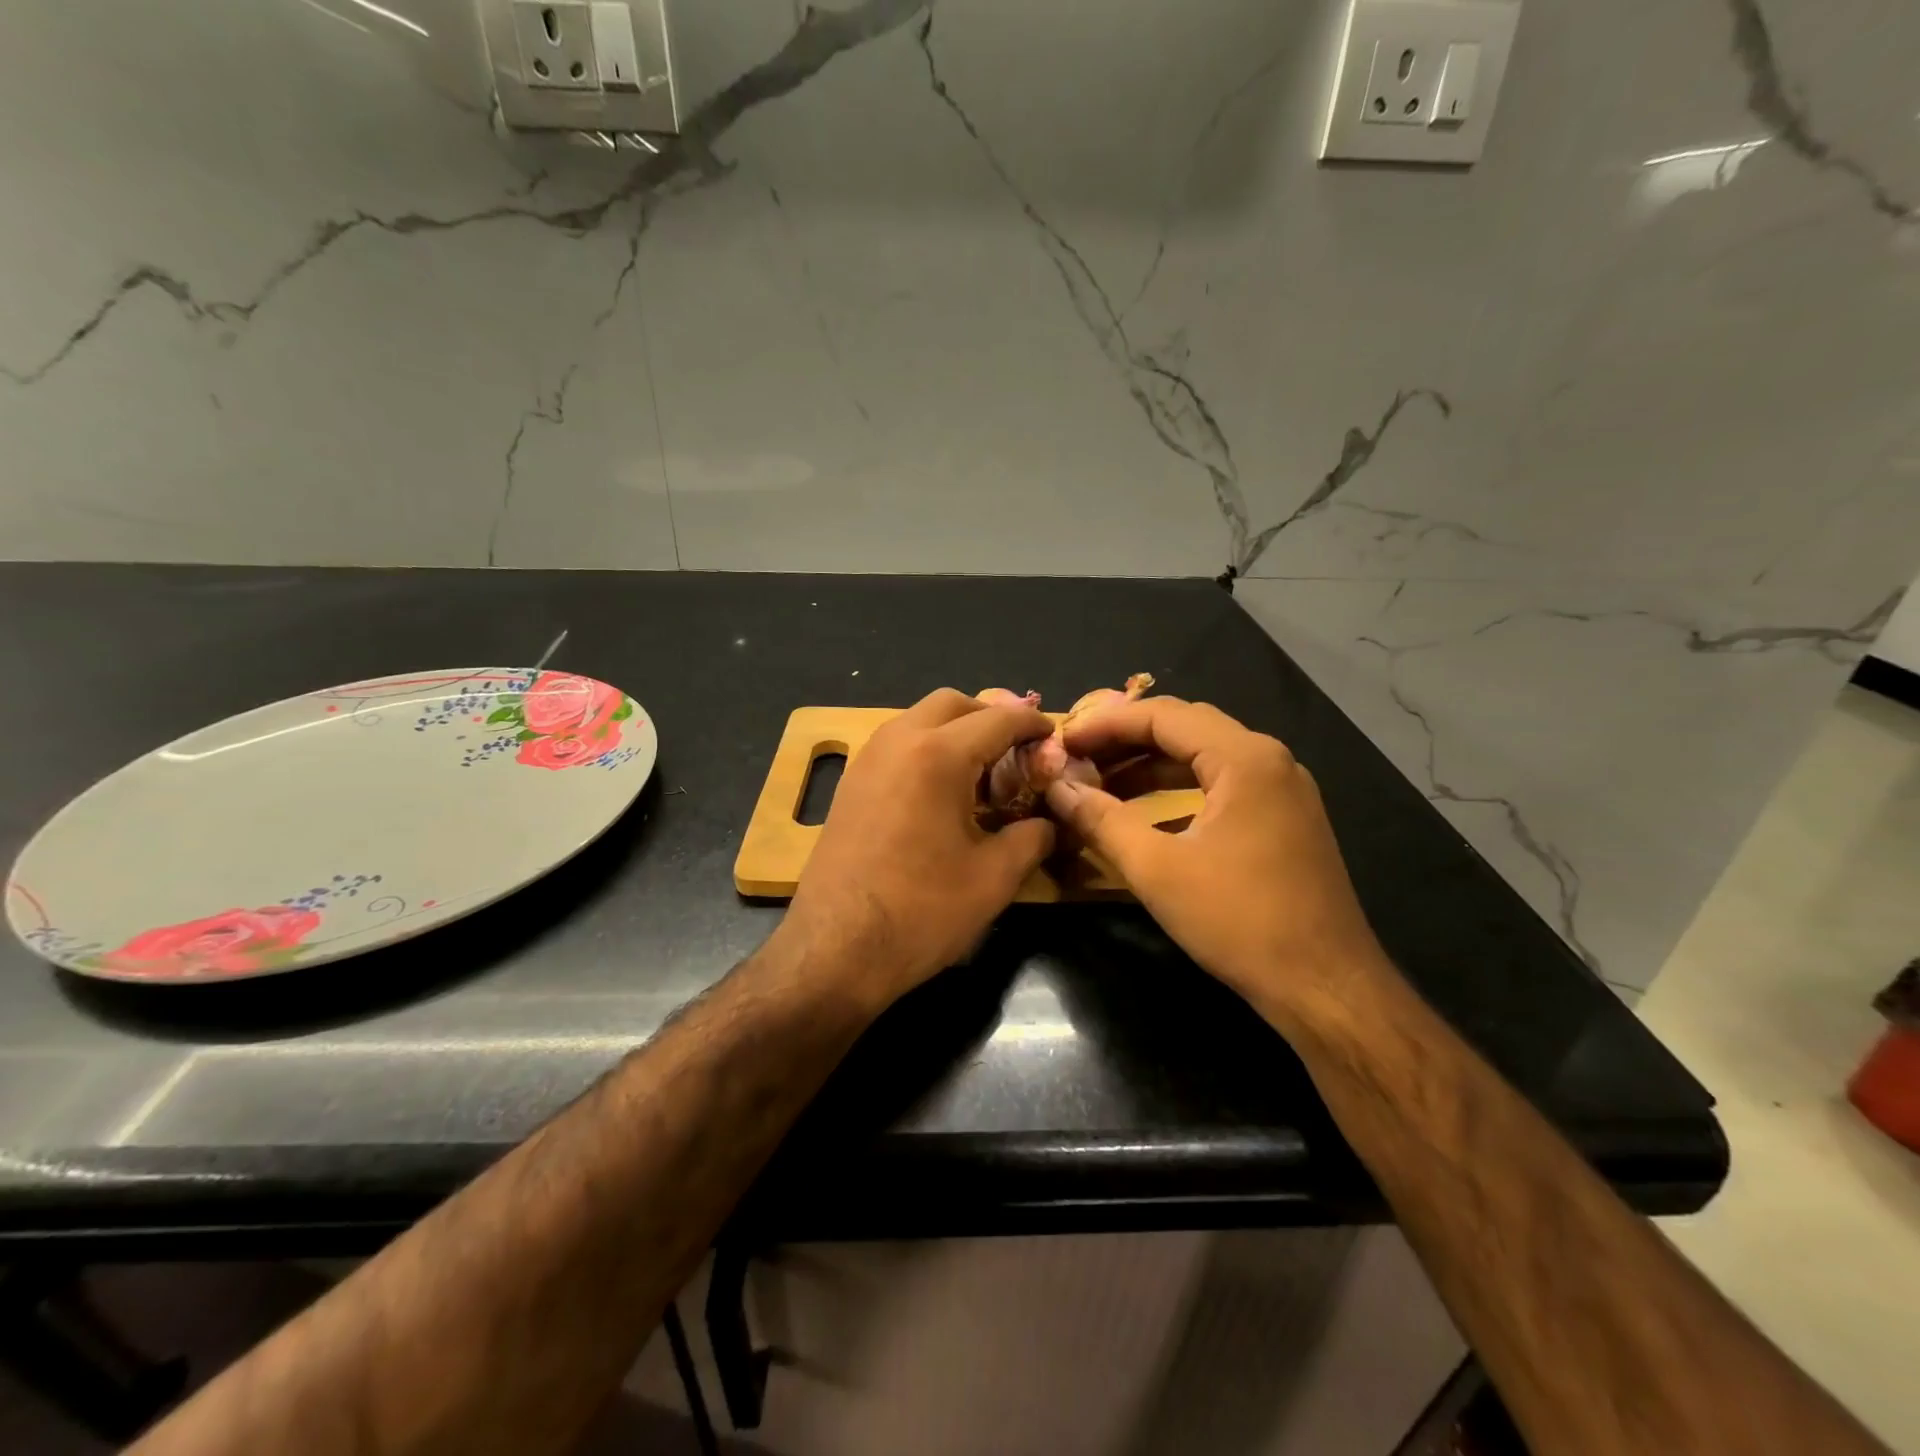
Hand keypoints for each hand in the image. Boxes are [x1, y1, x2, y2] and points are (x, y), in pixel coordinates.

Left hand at [785, 688, 1055, 998]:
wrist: (835, 950)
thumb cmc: (922, 911)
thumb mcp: (994, 877)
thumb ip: (1033, 836)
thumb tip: (1050, 821)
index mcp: (938, 754)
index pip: (998, 719)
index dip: (1033, 725)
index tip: (1054, 738)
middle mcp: (898, 740)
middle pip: (952, 703)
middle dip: (990, 717)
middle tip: (1017, 754)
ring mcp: (867, 759)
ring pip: (920, 719)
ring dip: (956, 732)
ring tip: (982, 776)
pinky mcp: (850, 783)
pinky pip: (897, 744)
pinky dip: (927, 749)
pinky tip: (942, 795)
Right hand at [1045, 697, 1385, 1013]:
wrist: (1325, 987)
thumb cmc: (1240, 920)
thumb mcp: (1157, 869)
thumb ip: (1101, 820)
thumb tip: (1057, 788)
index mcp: (1244, 758)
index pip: (1163, 715)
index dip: (1106, 724)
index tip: (1063, 742)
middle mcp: (1269, 760)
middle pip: (1186, 727)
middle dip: (1127, 739)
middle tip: (1078, 756)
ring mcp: (1283, 790)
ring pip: (1205, 757)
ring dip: (1151, 765)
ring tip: (1102, 783)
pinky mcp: (1285, 819)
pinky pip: (1222, 785)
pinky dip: (1179, 790)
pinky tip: (1146, 813)